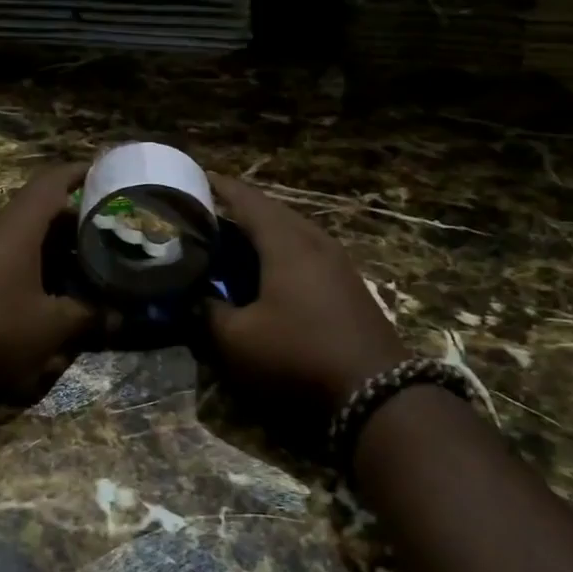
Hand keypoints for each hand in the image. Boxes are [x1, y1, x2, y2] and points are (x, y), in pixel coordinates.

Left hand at [0, 163, 93, 403]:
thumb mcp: (49, 328)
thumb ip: (87, 317)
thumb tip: (118, 317)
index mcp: (15, 227)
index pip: (51, 183)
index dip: (79, 173)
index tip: (104, 171)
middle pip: (34, 211)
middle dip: (70, 221)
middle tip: (102, 235)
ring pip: (14, 235)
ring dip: (45, 246)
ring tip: (75, 266)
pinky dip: (21, 262)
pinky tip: (35, 292)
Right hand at [204, 175, 406, 409]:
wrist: (376, 394)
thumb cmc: (297, 355)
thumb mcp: (236, 340)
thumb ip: (209, 312)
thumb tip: (196, 296)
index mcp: (285, 242)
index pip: (248, 200)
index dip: (221, 187)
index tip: (198, 177)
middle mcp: (314, 241)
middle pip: (274, 211)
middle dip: (241, 208)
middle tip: (210, 213)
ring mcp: (338, 263)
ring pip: (295, 231)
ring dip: (265, 230)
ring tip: (236, 239)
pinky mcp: (349, 286)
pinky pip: (309, 252)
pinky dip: (283, 250)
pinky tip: (271, 270)